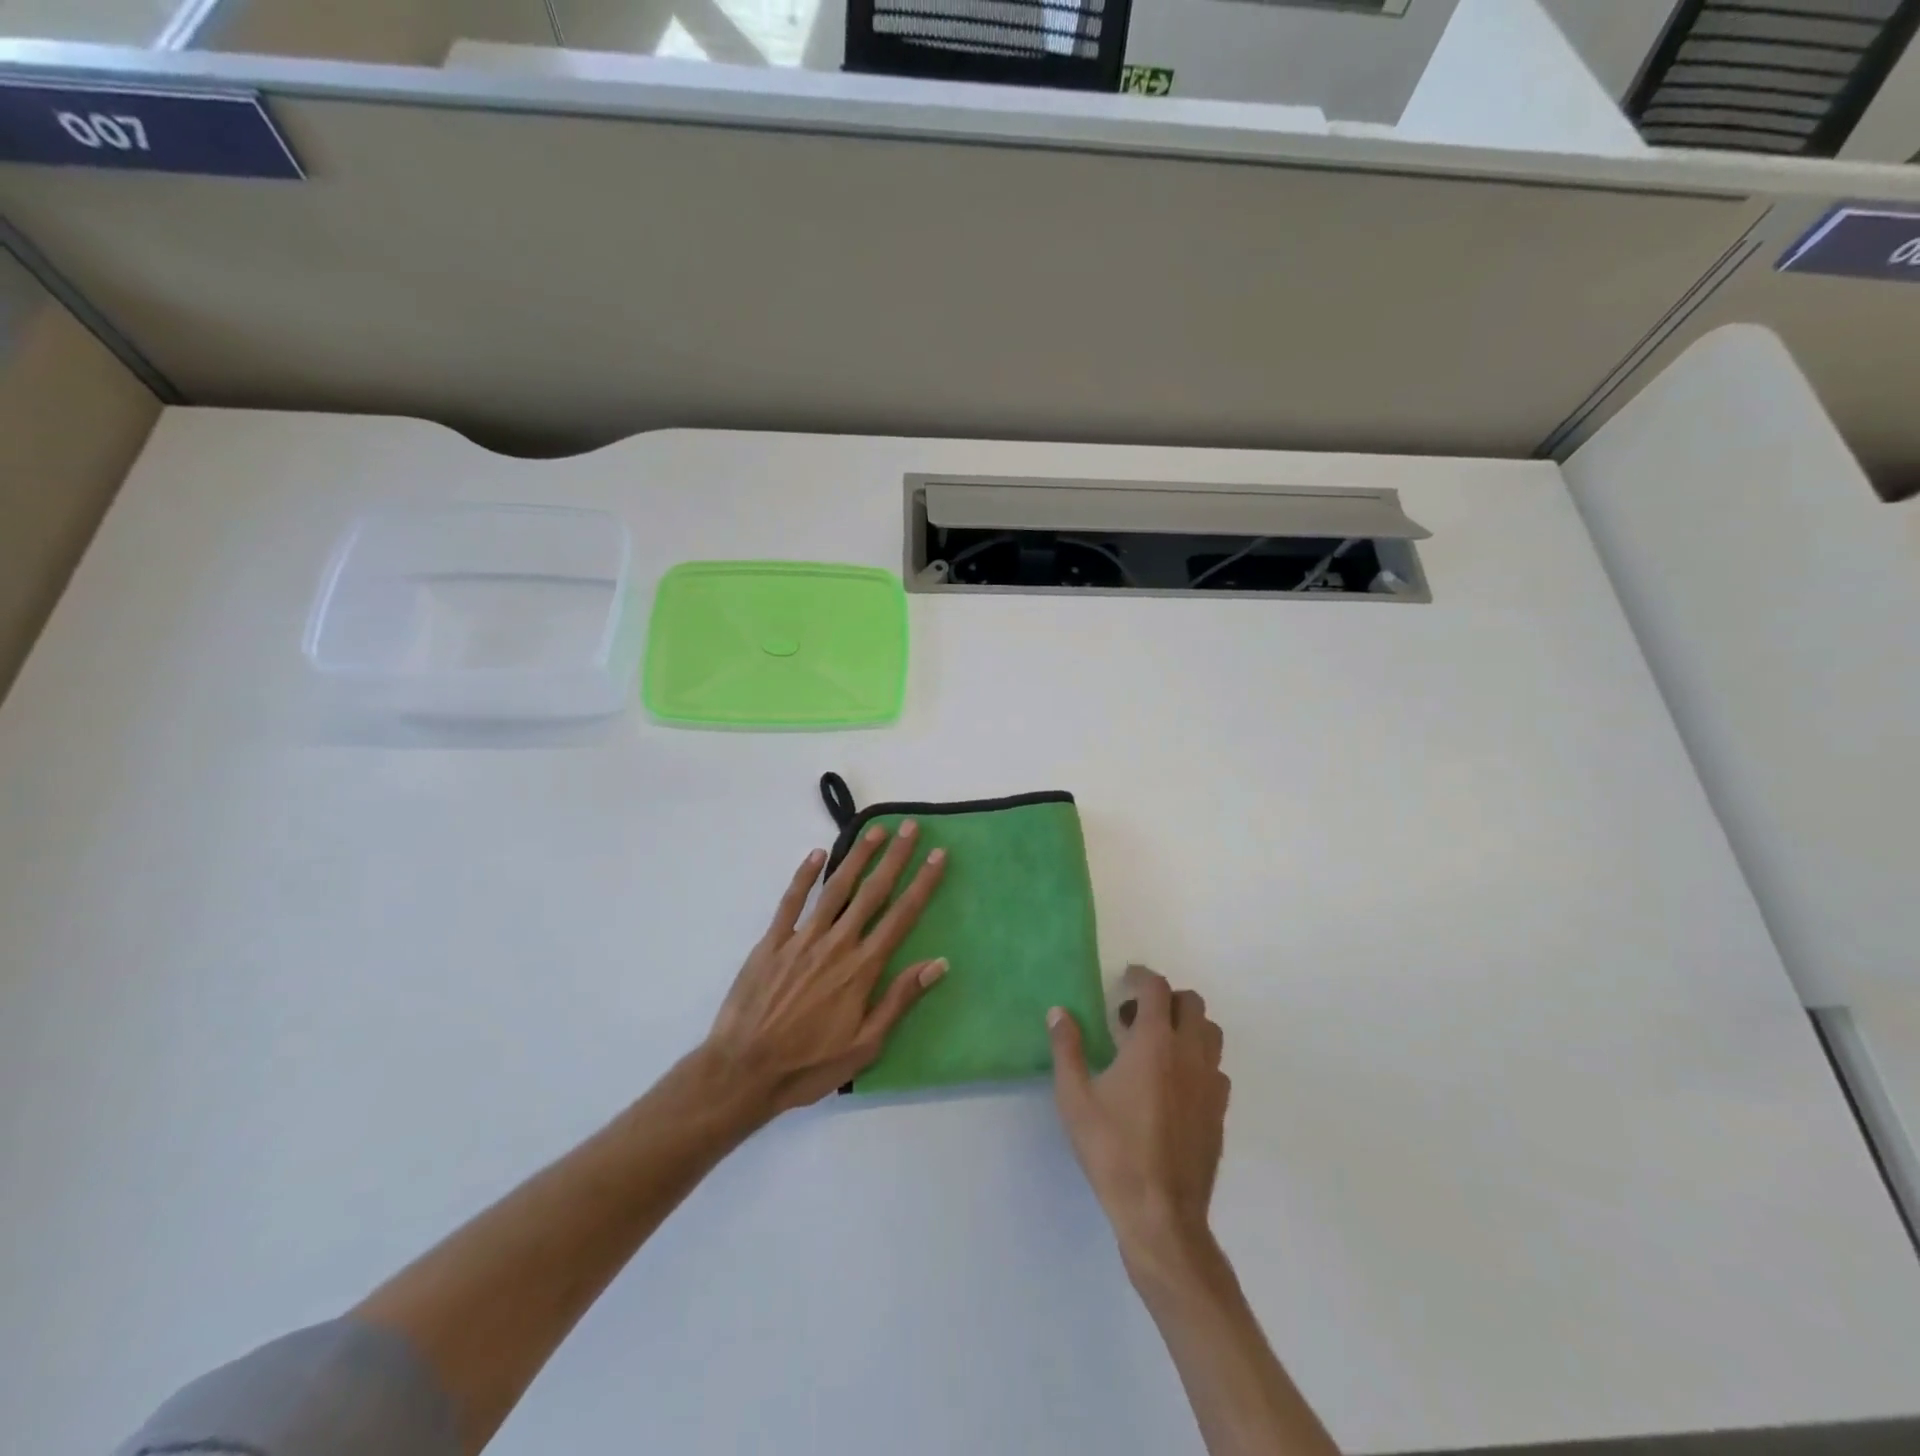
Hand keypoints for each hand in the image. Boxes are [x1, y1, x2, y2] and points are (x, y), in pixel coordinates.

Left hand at [705, 822, 947, 1117]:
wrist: (744, 1071)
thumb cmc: (809, 1064)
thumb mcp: (865, 1044)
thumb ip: (900, 999)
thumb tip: (938, 963)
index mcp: (862, 968)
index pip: (901, 916)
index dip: (922, 883)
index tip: (938, 856)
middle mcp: (837, 944)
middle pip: (872, 892)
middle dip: (895, 858)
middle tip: (911, 828)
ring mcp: (802, 939)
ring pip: (836, 889)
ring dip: (857, 857)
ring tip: (874, 831)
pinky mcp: (772, 942)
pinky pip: (791, 901)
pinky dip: (804, 876)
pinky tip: (816, 854)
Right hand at [1048, 965, 1229, 1285]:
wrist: (1160, 1213)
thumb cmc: (1112, 1150)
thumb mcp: (1075, 1098)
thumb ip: (1067, 1049)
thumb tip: (1059, 1012)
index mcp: (1154, 1043)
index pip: (1157, 989)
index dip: (1142, 976)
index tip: (1127, 978)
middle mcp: (1189, 1054)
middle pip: (1192, 1003)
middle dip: (1166, 998)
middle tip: (1136, 1017)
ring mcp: (1210, 1083)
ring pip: (1211, 1033)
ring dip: (1187, 1026)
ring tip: (1157, 1046)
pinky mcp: (1220, 1111)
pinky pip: (1216, 1068)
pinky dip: (1198, 1061)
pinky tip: (1175, 1083)